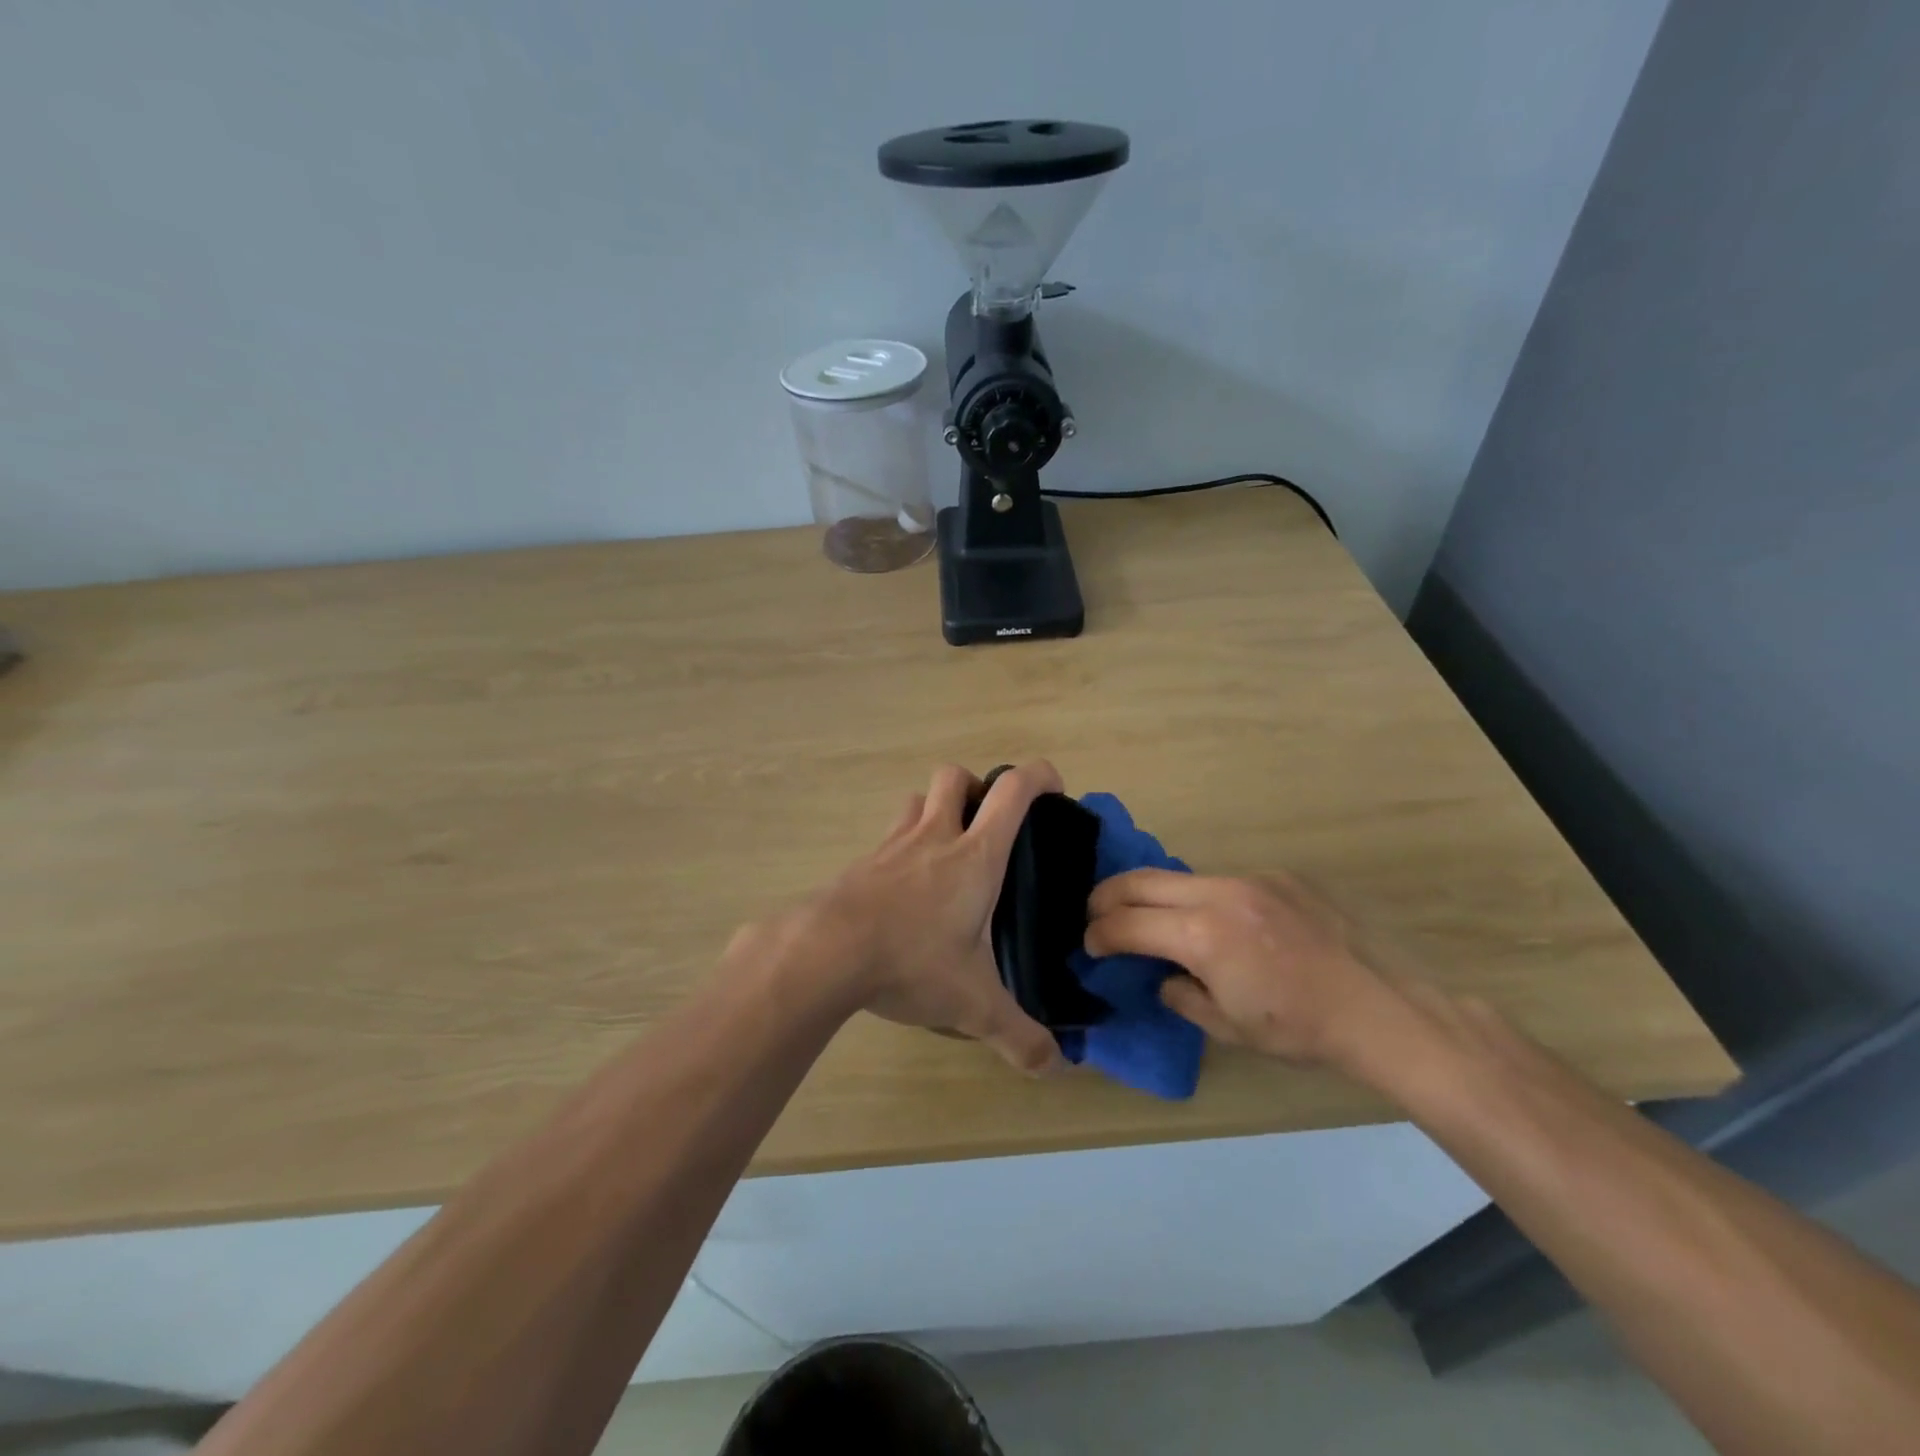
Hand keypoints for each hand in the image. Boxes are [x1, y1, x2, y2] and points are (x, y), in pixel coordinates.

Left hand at [791, 762, 1066, 1076]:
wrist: (826, 953)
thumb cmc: (912, 960)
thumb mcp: (973, 1005)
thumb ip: (1019, 1036)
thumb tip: (1056, 1066)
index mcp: (975, 855)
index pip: (1013, 791)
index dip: (1039, 776)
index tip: (1053, 790)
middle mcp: (934, 836)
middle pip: (955, 777)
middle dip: (977, 788)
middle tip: (987, 828)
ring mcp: (892, 845)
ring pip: (916, 800)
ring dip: (935, 811)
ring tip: (946, 853)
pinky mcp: (861, 863)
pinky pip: (887, 838)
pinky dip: (902, 848)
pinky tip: (904, 890)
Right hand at [1085, 869, 1403, 1067]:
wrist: (1382, 1008)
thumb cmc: (1300, 1028)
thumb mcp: (1229, 1027)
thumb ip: (1181, 996)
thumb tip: (1164, 977)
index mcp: (1202, 934)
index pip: (1127, 923)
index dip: (1100, 933)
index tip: (1090, 945)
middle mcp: (1219, 893)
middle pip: (1142, 880)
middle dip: (1108, 897)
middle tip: (1095, 914)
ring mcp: (1251, 878)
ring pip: (1182, 877)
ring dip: (1158, 896)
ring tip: (1155, 919)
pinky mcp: (1278, 876)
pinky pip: (1224, 882)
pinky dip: (1205, 900)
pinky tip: (1226, 927)